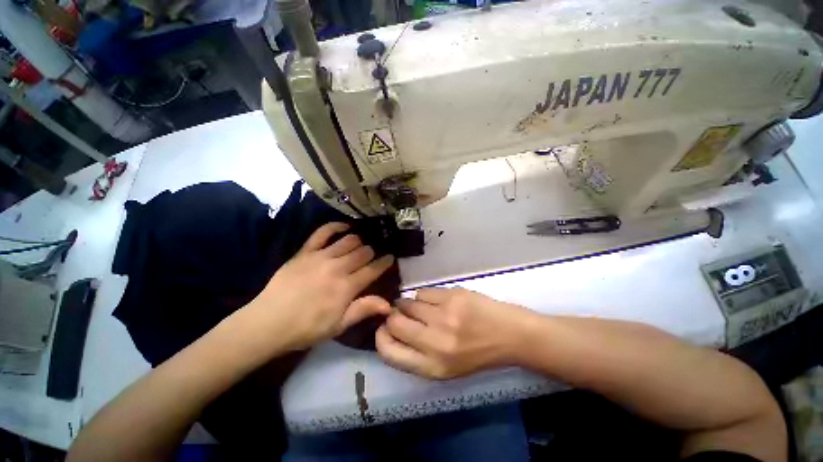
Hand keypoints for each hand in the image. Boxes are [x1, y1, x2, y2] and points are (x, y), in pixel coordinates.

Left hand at [239, 222, 394, 354]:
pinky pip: (323, 232)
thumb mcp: (338, 326)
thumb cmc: (306, 328)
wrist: (267, 323)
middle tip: (372, 257)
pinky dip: (336, 226)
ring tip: (359, 246)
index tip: (391, 258)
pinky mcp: (305, 251)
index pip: (373, 269)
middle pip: (363, 252)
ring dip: (359, 242)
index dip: (385, 262)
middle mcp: (337, 268)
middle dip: (372, 253)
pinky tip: (345, 227)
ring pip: (349, 240)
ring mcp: (321, 257)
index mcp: (347, 287)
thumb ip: (363, 310)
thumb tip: (388, 303)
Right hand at [376, 288, 530, 378]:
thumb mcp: (445, 368)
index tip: (384, 328)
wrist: (509, 335)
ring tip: (422, 307)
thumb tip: (390, 329)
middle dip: (394, 316)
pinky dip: (425, 296)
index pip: (389, 351)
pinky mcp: (452, 297)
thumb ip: (416, 354)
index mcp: (432, 367)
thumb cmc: (476, 354)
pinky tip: (436, 301)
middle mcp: (435, 343)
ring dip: (409, 304)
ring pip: (408, 303)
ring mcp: (444, 317)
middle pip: (395, 323)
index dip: (381, 337)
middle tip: (402, 313)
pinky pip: (424, 292)